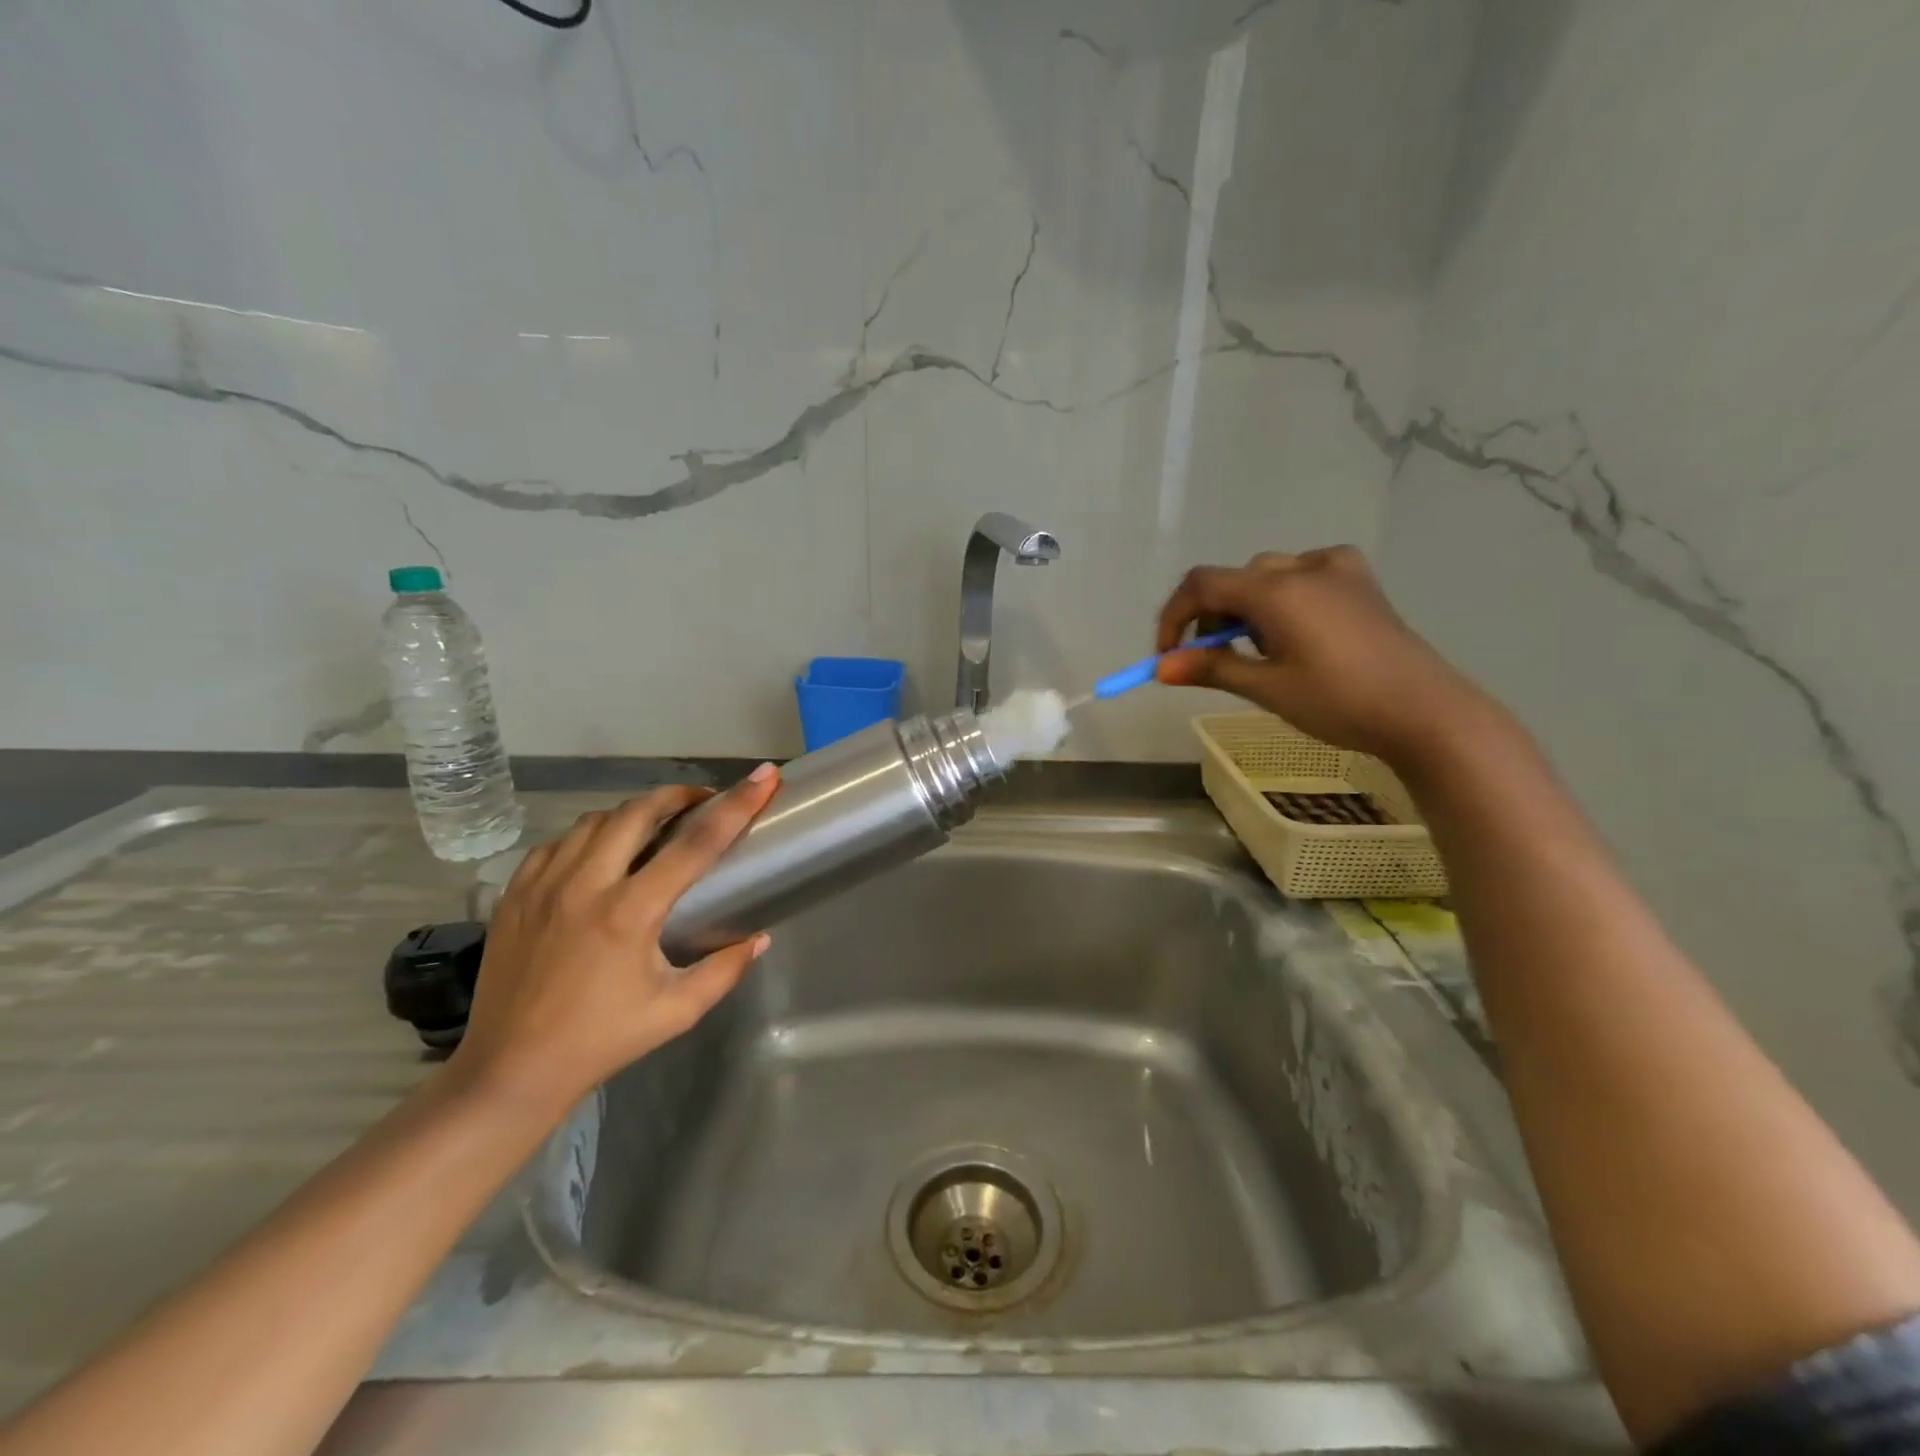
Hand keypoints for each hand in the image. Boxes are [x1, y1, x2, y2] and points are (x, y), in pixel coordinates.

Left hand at [447, 767, 779, 1117]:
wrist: (510, 1071)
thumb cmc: (602, 1041)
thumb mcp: (676, 1011)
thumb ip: (724, 971)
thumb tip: (759, 938)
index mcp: (630, 913)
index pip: (696, 843)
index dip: (736, 805)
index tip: (763, 777)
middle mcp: (585, 885)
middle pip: (639, 811)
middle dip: (678, 795)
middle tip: (702, 802)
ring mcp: (542, 885)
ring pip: (595, 820)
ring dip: (633, 814)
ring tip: (654, 826)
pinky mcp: (514, 894)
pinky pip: (557, 843)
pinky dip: (588, 836)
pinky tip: (599, 854)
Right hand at [1155, 546, 1491, 765]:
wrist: (1425, 711)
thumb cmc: (1339, 702)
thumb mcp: (1267, 687)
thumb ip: (1211, 668)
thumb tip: (1160, 668)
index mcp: (1277, 589)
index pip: (1202, 584)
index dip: (1174, 617)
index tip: (1167, 656)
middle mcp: (1304, 566)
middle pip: (1235, 580)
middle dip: (1213, 618)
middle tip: (1213, 660)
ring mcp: (1337, 568)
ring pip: (1269, 576)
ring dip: (1248, 609)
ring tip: (1261, 652)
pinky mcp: (1360, 581)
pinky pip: (1304, 575)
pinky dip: (1285, 598)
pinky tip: (1297, 628)